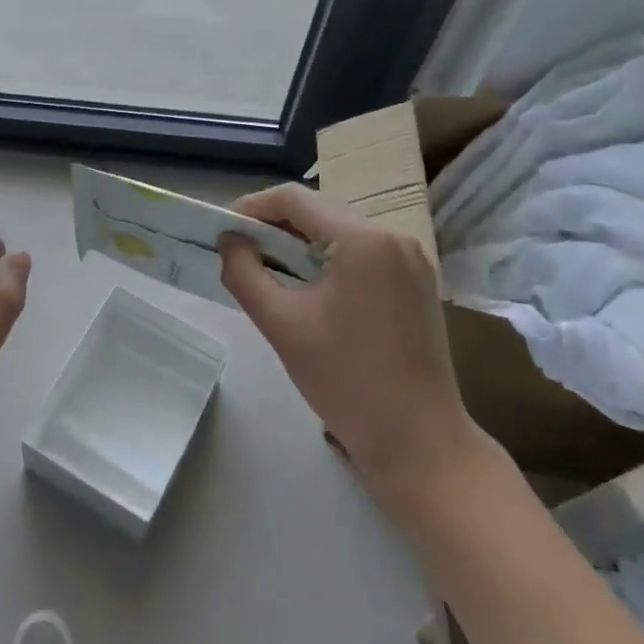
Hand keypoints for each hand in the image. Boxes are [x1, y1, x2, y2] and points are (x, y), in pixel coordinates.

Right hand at [219, 185, 484, 518]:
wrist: (419, 443)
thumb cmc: (346, 382)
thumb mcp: (282, 325)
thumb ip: (244, 273)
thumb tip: (229, 240)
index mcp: (364, 239)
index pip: (294, 200)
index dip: (252, 207)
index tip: (224, 231)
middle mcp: (393, 236)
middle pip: (319, 211)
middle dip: (275, 226)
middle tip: (241, 253)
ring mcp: (411, 258)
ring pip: (340, 230)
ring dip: (301, 243)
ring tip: (270, 270)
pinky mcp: (417, 280)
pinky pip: (362, 252)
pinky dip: (330, 259)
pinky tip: (311, 287)